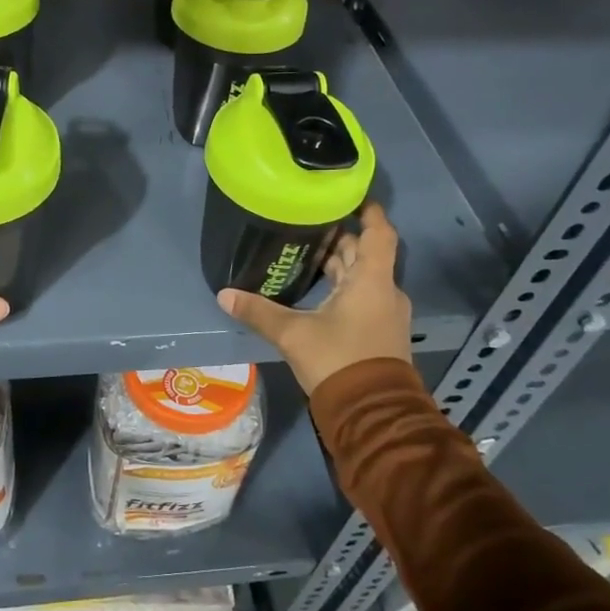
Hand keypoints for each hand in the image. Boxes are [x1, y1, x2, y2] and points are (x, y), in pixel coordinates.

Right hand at [216, 202, 412, 393]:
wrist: (372, 414)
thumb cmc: (338, 361)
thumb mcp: (293, 334)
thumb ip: (259, 312)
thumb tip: (224, 295)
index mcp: (371, 281)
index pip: (378, 233)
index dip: (368, 211)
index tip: (349, 196)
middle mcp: (384, 291)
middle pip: (365, 253)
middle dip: (339, 238)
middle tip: (308, 223)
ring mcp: (385, 313)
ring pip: (362, 276)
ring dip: (340, 265)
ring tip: (305, 252)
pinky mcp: (379, 332)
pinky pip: (363, 296)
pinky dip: (343, 286)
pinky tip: (316, 290)